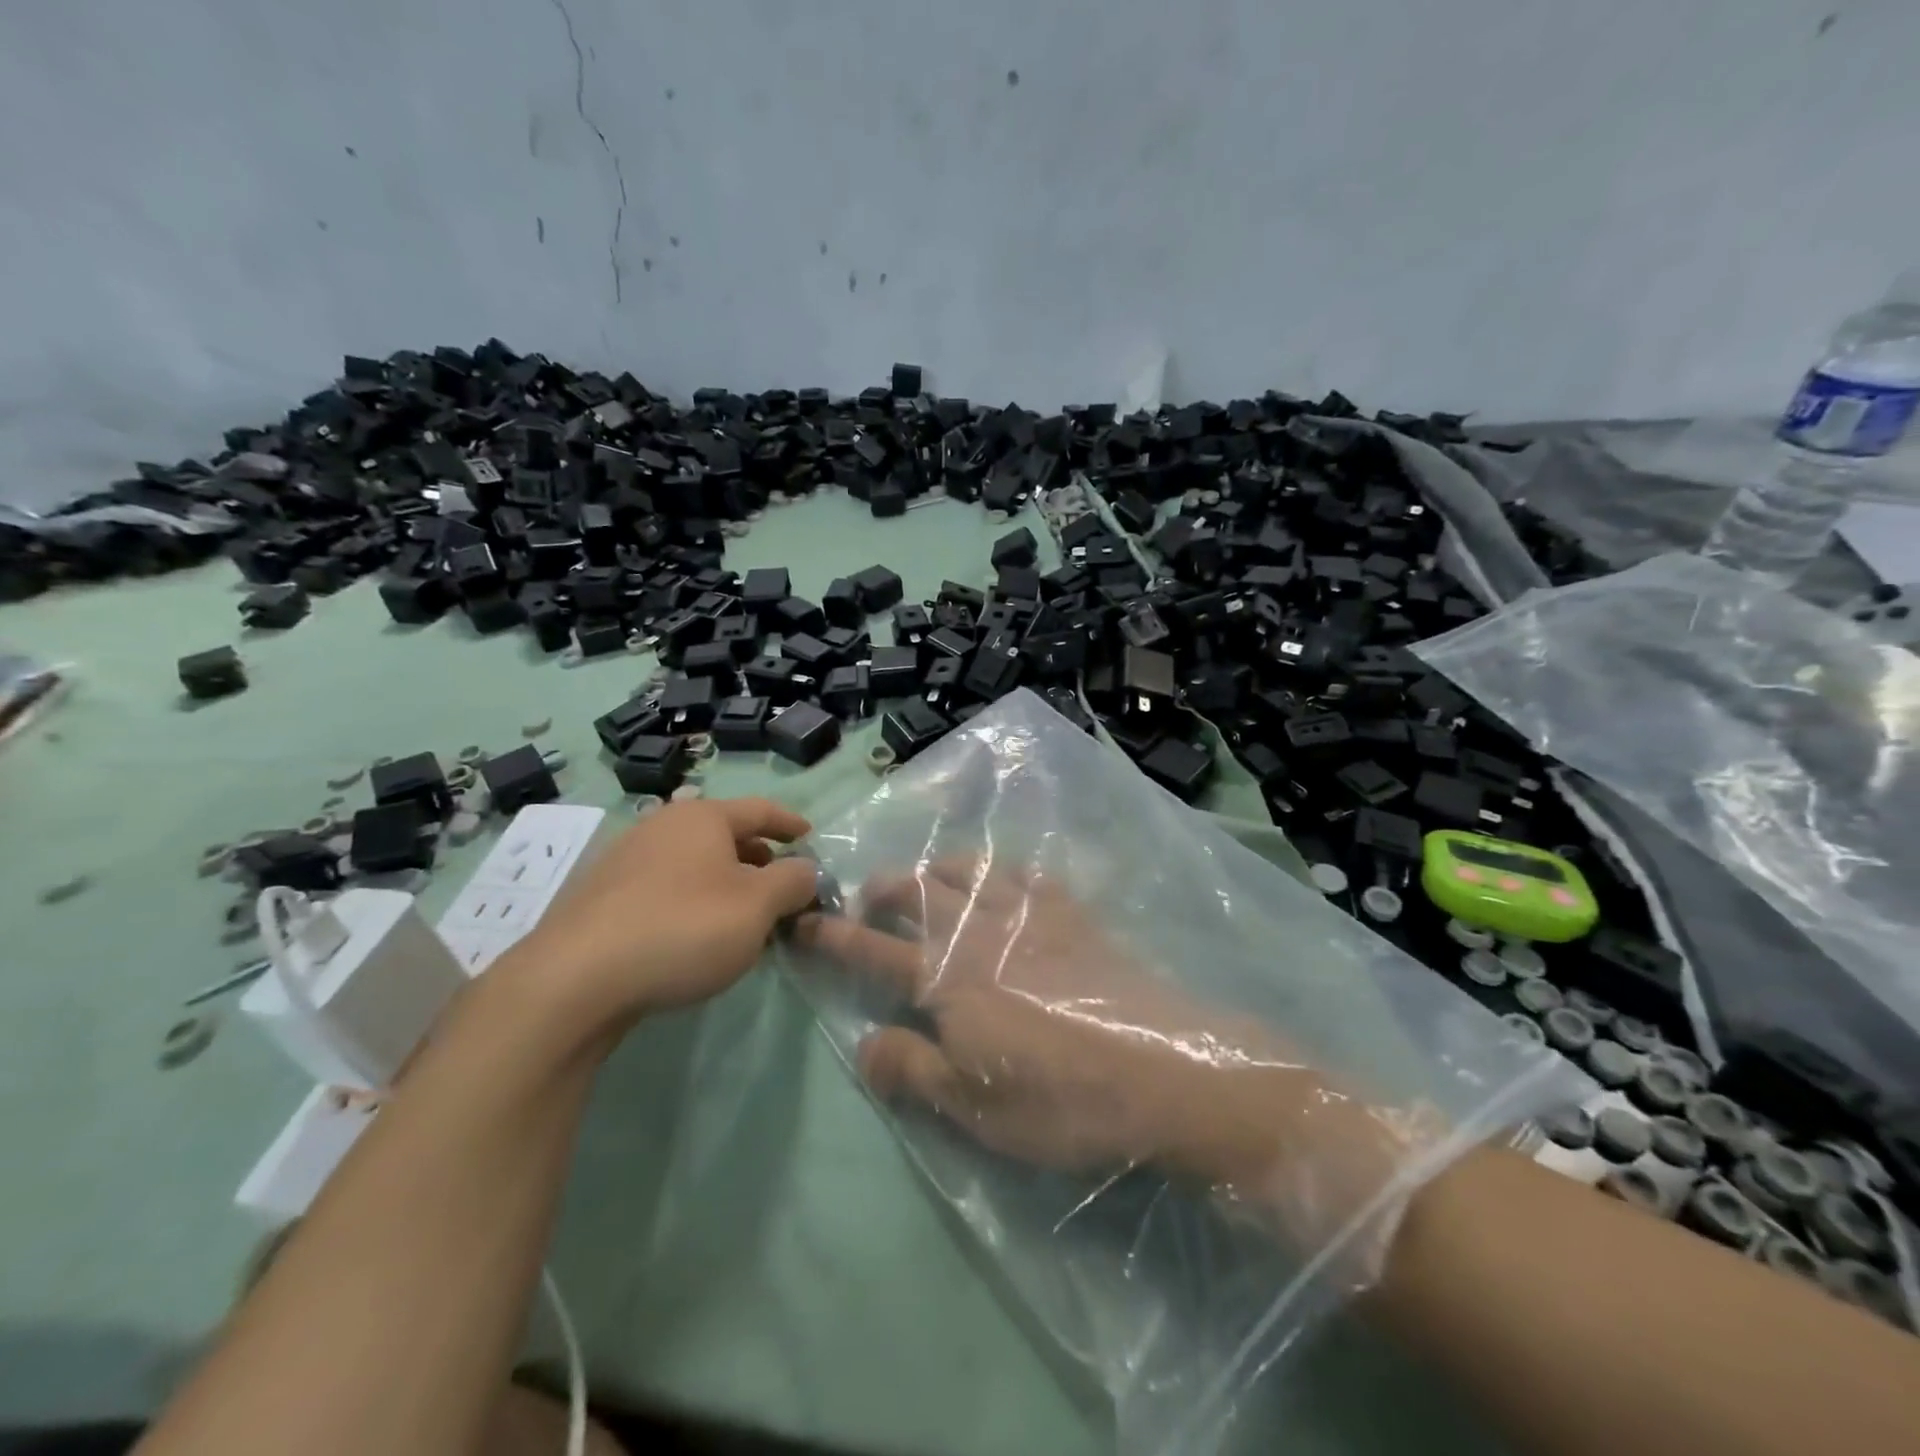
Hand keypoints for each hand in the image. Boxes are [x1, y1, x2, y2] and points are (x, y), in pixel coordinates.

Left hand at [510, 797, 818, 1035]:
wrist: (575, 980)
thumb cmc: (683, 928)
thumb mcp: (758, 906)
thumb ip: (793, 882)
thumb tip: (806, 870)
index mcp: (702, 817)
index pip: (760, 809)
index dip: (790, 823)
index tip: (810, 838)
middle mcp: (662, 826)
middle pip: (725, 835)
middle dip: (759, 858)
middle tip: (782, 887)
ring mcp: (626, 860)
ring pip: (694, 864)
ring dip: (726, 883)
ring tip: (743, 917)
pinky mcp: (603, 898)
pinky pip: (666, 888)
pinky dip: (693, 901)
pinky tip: (696, 936)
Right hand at [796, 859, 1425, 1245]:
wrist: (1163, 1071)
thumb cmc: (1060, 1102)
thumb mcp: (973, 1108)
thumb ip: (911, 1069)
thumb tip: (861, 1045)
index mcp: (950, 979)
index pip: (873, 951)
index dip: (832, 936)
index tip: (802, 920)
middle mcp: (982, 933)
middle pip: (919, 893)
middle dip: (884, 888)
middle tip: (867, 898)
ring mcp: (1030, 916)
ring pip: (969, 870)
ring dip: (936, 869)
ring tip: (926, 879)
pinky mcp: (1073, 915)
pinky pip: (1028, 874)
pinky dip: (1003, 869)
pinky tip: (1003, 879)